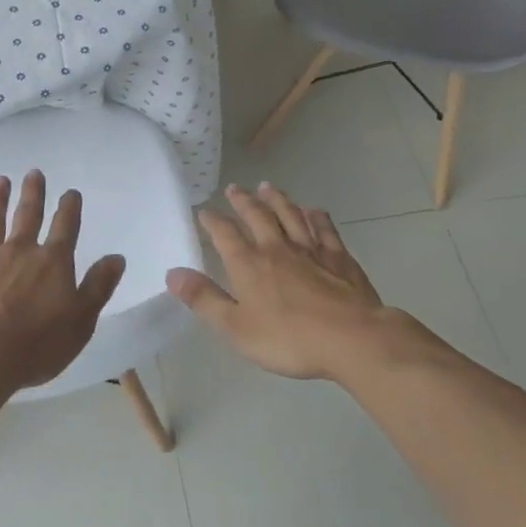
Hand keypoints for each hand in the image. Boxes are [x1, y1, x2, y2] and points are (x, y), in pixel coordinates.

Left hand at [0, 171, 126, 395]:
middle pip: (28, 215)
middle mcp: (19, 250)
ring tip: (0, 181)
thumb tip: (117, 257)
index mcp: (52, 262)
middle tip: (34, 173)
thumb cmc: (37, 344)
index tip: (71, 192)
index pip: (65, 228)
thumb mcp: (81, 321)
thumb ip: (98, 286)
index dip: (69, 208)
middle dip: (33, 193)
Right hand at [166, 182, 435, 381]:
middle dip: (243, 201)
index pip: (225, 234)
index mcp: (249, 264)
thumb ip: (204, 299)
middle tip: (234, 188)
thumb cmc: (289, 338)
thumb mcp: (236, 327)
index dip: (212, 221)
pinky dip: (317, 217)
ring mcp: (310, 249)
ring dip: (277, 199)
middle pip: (257, 216)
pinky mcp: (339, 257)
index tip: (204, 211)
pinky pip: (324, 229)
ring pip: (290, 215)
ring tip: (267, 187)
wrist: (352, 339)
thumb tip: (172, 273)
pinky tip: (314, 211)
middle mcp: (276, 248)